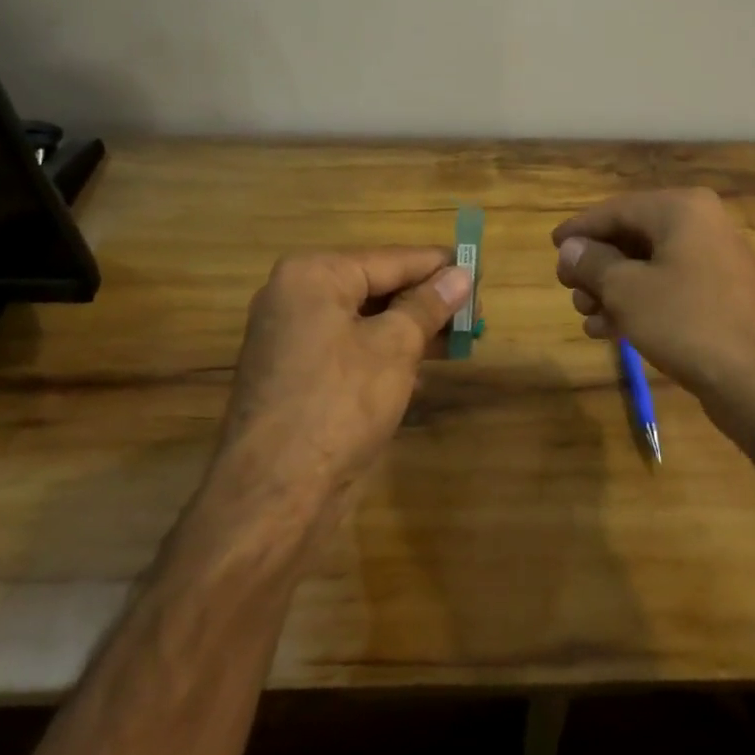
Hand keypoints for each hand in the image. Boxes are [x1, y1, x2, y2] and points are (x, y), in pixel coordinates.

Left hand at [217, 248, 469, 502]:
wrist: (275, 495)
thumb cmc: (339, 404)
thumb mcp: (395, 347)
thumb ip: (429, 305)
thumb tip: (462, 274)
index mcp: (313, 275)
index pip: (391, 259)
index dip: (439, 266)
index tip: (479, 269)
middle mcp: (296, 297)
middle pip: (377, 287)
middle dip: (427, 301)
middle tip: (475, 312)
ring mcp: (292, 338)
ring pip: (366, 320)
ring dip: (412, 329)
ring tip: (461, 339)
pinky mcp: (297, 374)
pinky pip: (351, 348)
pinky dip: (386, 353)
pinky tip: (424, 368)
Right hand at [553, 189, 754, 453]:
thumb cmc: (688, 323)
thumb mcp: (627, 291)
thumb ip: (593, 263)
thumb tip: (570, 248)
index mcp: (682, 209)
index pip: (617, 209)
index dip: (581, 229)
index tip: (552, 245)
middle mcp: (701, 225)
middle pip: (633, 236)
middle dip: (596, 265)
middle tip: (567, 288)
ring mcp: (715, 261)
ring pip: (649, 265)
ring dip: (612, 288)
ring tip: (584, 314)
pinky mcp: (720, 295)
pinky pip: (669, 288)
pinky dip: (638, 303)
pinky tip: (607, 330)